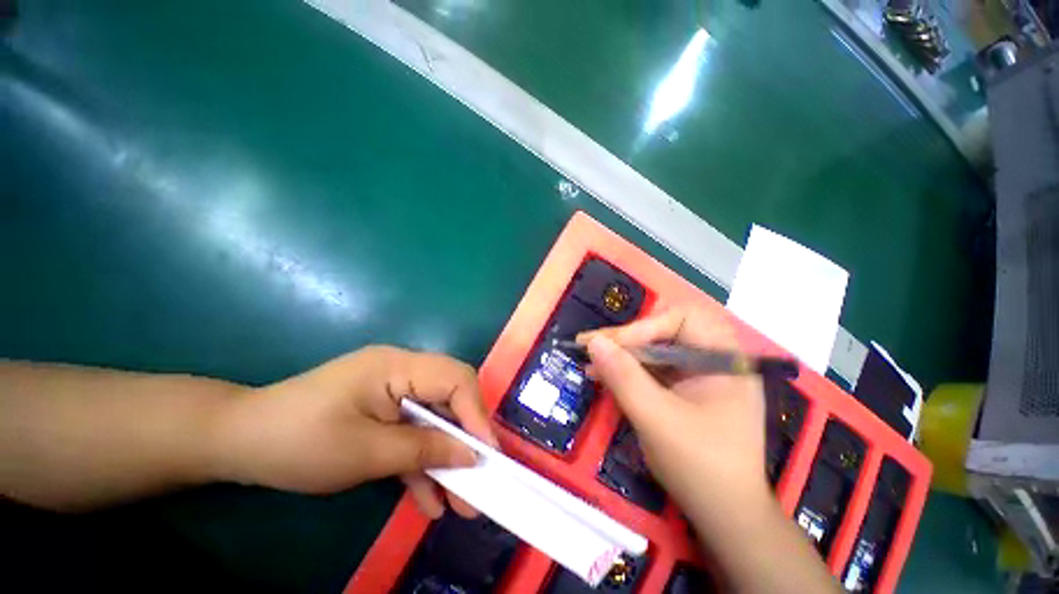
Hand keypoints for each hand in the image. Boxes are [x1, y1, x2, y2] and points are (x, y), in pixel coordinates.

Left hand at [213, 346, 495, 517]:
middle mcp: (403, 371)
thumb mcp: (365, 452)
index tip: (488, 456)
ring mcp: (394, 392)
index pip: (455, 379)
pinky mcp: (384, 413)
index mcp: (399, 366)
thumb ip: (424, 450)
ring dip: (446, 459)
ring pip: (434, 421)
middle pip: (451, 399)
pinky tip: (429, 500)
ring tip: (460, 503)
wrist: (239, 443)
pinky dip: (421, 464)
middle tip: (479, 482)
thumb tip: (472, 456)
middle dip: (465, 440)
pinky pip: (411, 433)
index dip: (476, 414)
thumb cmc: (298, 441)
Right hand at [579, 306, 769, 517]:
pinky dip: (628, 372)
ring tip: (590, 363)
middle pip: (665, 332)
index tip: (610, 345)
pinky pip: (653, 370)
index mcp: (724, 360)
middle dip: (627, 340)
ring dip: (622, 356)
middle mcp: (714, 361)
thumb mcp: (657, 420)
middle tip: (592, 347)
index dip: (644, 327)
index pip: (682, 319)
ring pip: (655, 351)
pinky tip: (604, 377)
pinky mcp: (685, 391)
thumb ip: (624, 377)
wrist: (725, 516)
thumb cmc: (700, 467)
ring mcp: (700, 376)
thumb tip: (594, 342)